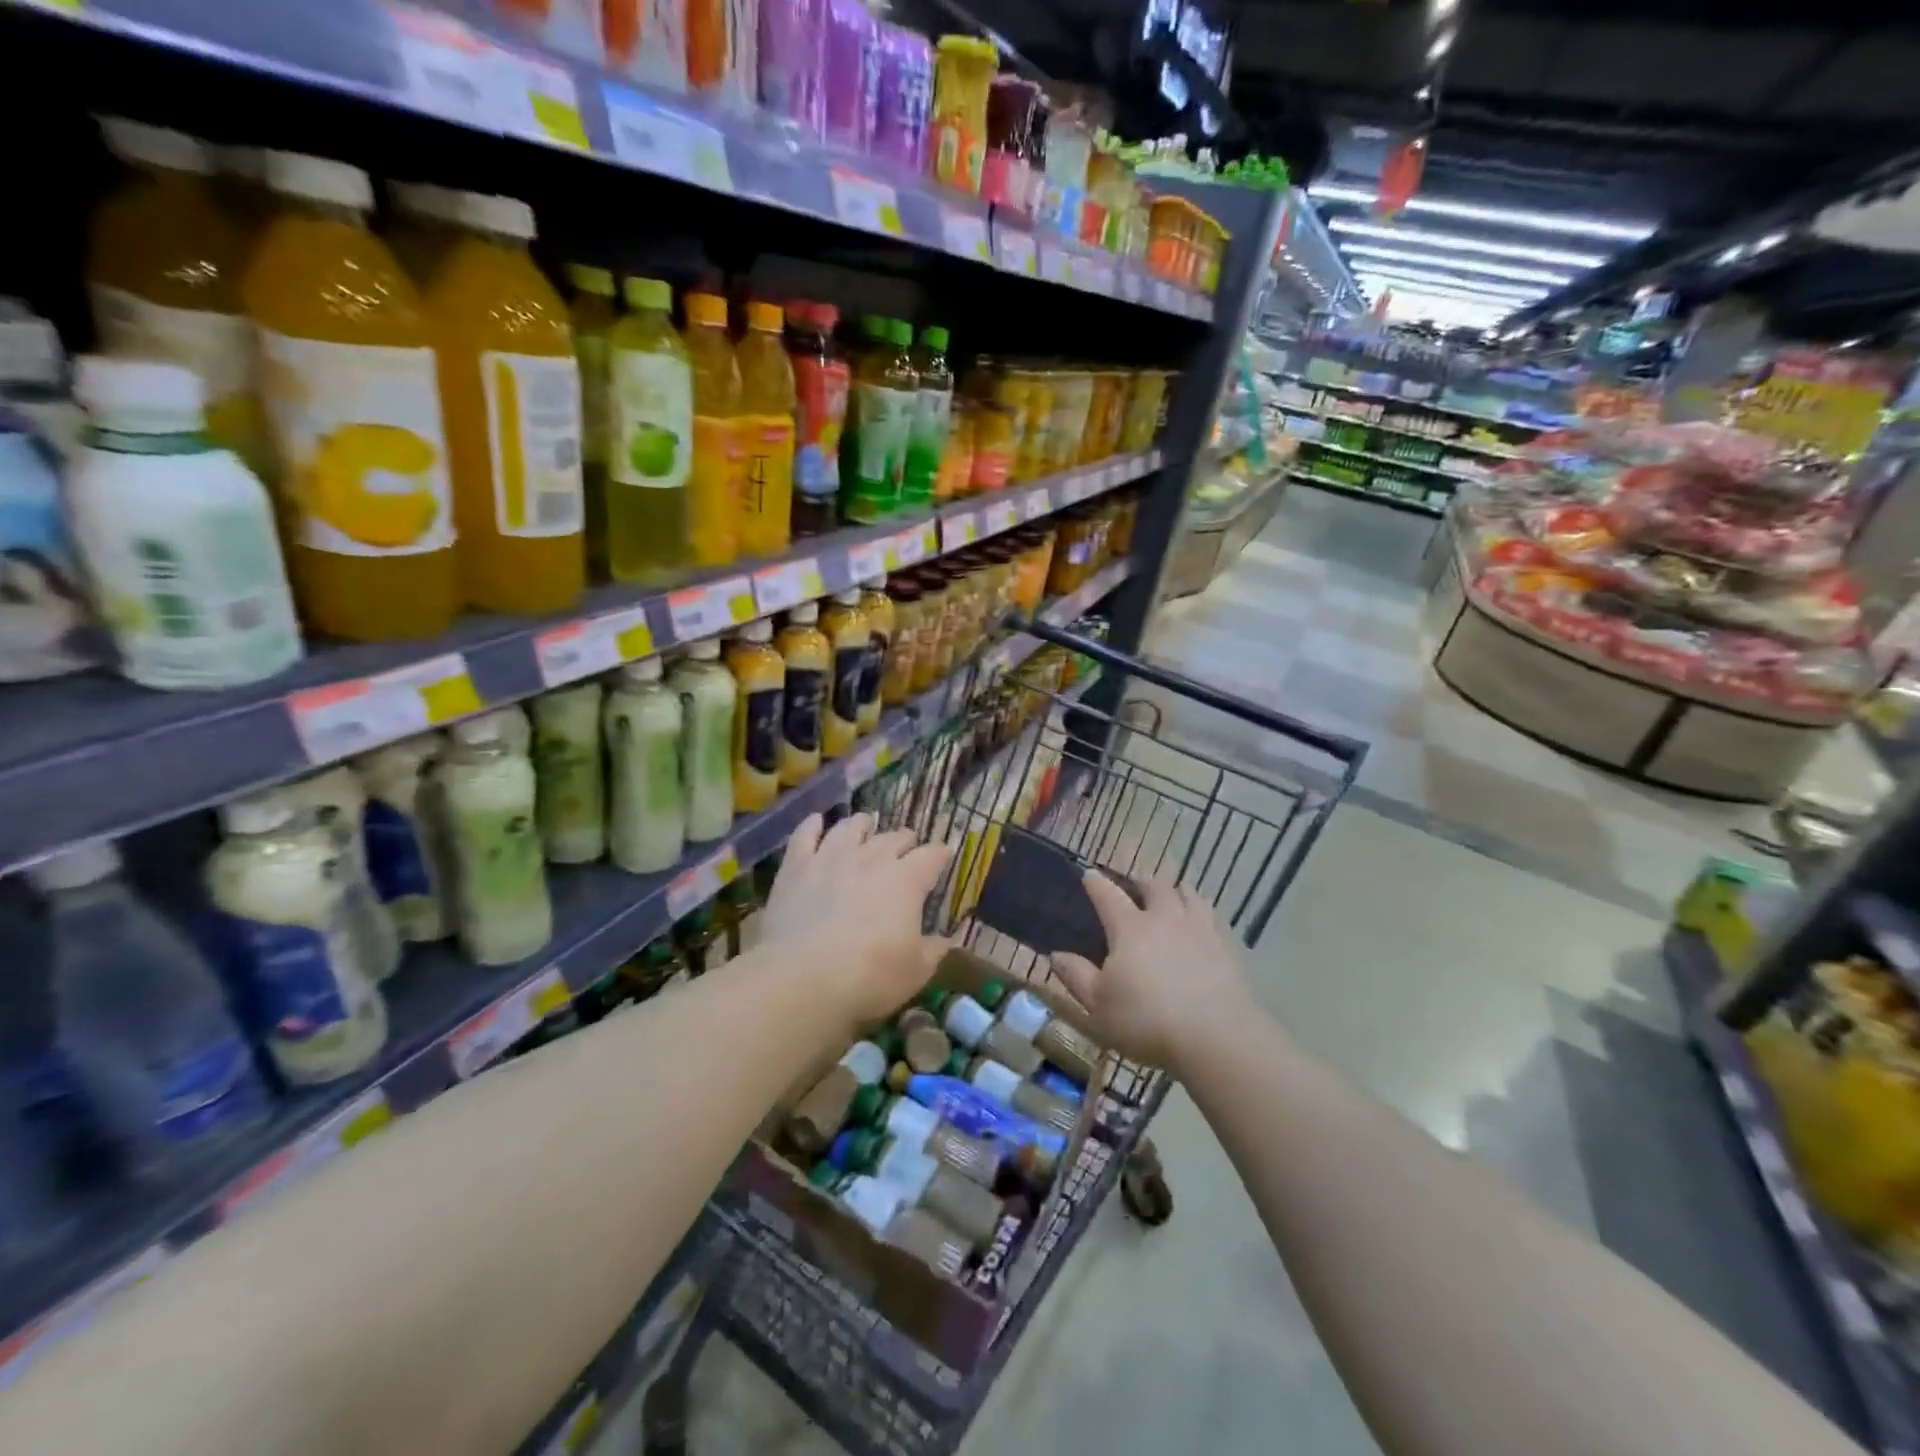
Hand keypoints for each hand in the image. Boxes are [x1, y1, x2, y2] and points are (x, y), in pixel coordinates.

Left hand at [763, 813, 951, 1028]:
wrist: (803, 978)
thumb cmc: (870, 976)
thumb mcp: (916, 972)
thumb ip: (934, 950)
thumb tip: (945, 940)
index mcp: (906, 880)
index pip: (931, 856)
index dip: (940, 853)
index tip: (944, 853)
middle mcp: (871, 858)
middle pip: (893, 837)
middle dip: (904, 839)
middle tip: (907, 844)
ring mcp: (830, 857)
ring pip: (850, 828)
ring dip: (862, 824)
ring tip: (866, 823)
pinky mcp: (796, 867)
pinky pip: (805, 835)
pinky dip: (812, 825)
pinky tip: (816, 820)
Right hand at [1050, 873, 1254, 1074]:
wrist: (1217, 1038)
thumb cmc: (1147, 1022)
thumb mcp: (1099, 1006)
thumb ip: (1076, 977)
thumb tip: (1055, 955)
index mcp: (1130, 928)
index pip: (1108, 894)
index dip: (1095, 882)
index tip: (1088, 874)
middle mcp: (1165, 917)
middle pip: (1153, 884)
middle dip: (1139, 880)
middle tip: (1133, 885)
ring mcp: (1200, 928)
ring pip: (1188, 893)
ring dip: (1175, 891)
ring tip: (1170, 898)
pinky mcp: (1228, 945)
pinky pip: (1213, 916)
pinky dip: (1202, 912)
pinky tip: (1201, 925)